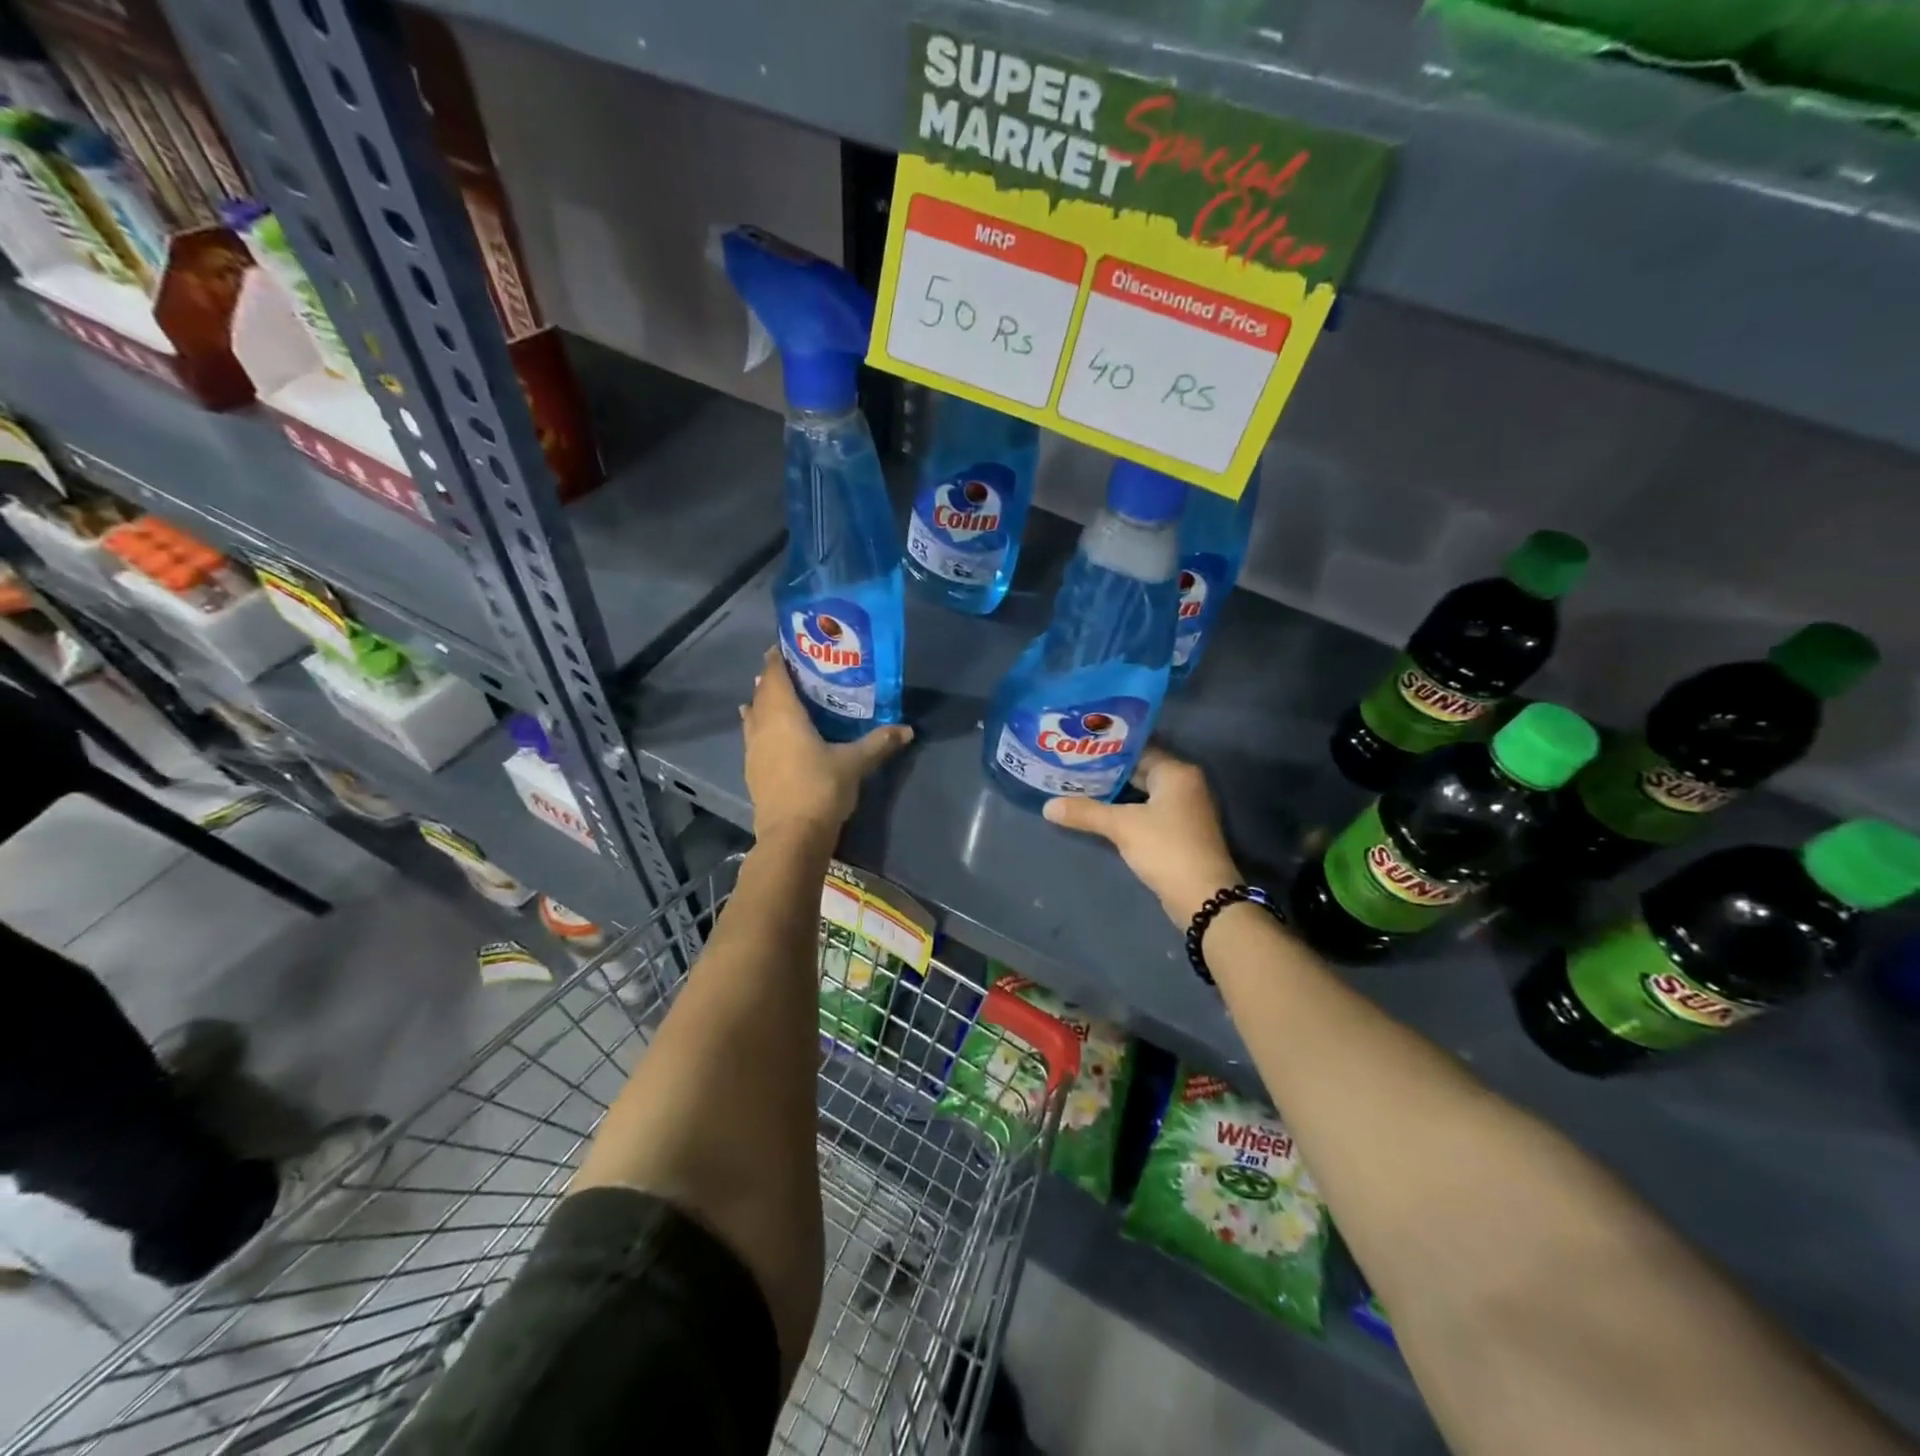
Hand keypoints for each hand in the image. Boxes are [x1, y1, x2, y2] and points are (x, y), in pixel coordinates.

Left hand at [741, 647, 912, 839]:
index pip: (775, 675)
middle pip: (762, 693)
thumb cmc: (821, 788)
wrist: (792, 836)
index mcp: (783, 714)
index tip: (787, 644)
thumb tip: (907, 729)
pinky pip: (754, 737)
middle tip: (796, 671)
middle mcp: (762, 726)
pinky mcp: (752, 771)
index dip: (778, 657)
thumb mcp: (855, 763)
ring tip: (781, 697)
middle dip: (774, 679)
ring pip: (754, 715)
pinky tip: (772, 734)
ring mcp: (753, 750)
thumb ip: (879, 742)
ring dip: (764, 703)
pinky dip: (762, 727)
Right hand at [1043, 747, 1240, 925]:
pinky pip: (1148, 811)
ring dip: (1116, 793)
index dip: (1108, 749)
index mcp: (1176, 772)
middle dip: (1108, 772)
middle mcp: (1185, 785)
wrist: (1203, 897)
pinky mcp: (1180, 832)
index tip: (1079, 748)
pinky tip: (1101, 813)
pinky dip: (1127, 810)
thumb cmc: (1165, 848)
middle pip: (1140, 770)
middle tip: (1073, 767)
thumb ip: (1085, 812)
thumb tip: (1047, 806)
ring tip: (1079, 787)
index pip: (1138, 749)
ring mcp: (1185, 810)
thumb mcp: (1121, 826)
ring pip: (1143, 793)